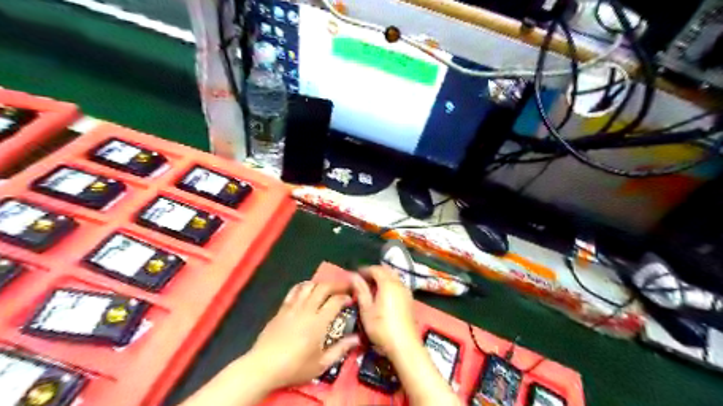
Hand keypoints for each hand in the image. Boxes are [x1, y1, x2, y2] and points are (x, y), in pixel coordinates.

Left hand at [247, 282, 360, 390]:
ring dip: (320, 284)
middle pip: (323, 287)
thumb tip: (357, 338)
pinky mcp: (282, 309)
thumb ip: (341, 349)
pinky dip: (304, 286)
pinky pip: (294, 290)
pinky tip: (307, 289)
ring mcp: (293, 307)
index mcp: (318, 322)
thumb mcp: (321, 364)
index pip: (336, 301)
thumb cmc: (295, 367)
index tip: (351, 300)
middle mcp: (307, 309)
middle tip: (344, 287)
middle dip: (336, 284)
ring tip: (327, 288)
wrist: (264, 367)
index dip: (346, 297)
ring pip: (309, 285)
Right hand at [352, 267, 417, 357]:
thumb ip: (361, 291)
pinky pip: (398, 285)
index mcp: (388, 284)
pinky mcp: (410, 300)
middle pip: (387, 271)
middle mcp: (399, 284)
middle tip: (363, 280)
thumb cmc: (382, 328)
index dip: (365, 270)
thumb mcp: (366, 310)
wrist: (404, 346)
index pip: (376, 269)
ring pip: (394, 277)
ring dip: (383, 278)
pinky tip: (383, 296)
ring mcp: (406, 292)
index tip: (355, 276)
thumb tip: (354, 277)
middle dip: (374, 272)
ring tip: (371, 288)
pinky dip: (390, 284)